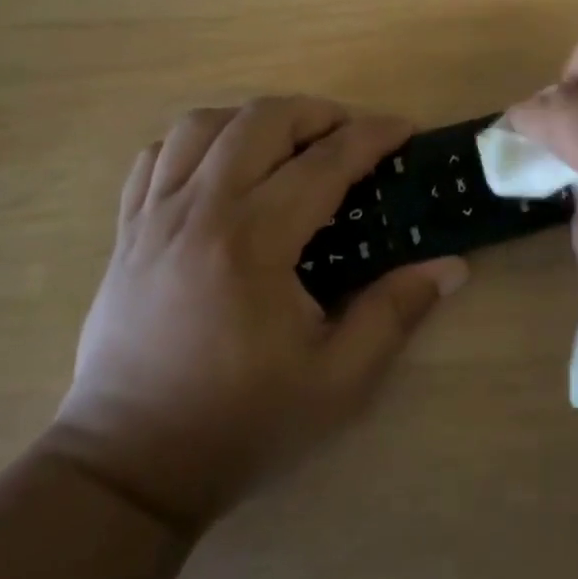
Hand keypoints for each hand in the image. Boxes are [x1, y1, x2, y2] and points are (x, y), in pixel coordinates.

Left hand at [49, 99, 468, 530]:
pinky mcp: (126, 232)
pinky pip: (155, 156)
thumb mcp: (337, 381)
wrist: (129, 466)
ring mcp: (153, 217)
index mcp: (253, 244)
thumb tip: (451, 266)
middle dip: (316, 112)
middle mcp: (199, 212)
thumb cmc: (239, 424)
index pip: (324, 163)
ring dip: (254, 120)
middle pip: (260, 121)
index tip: (404, 129)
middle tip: (350, 135)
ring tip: (287, 144)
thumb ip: (394, 313)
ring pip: (200, 125)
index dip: (371, 136)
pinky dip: (195, 144)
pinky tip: (220, 167)